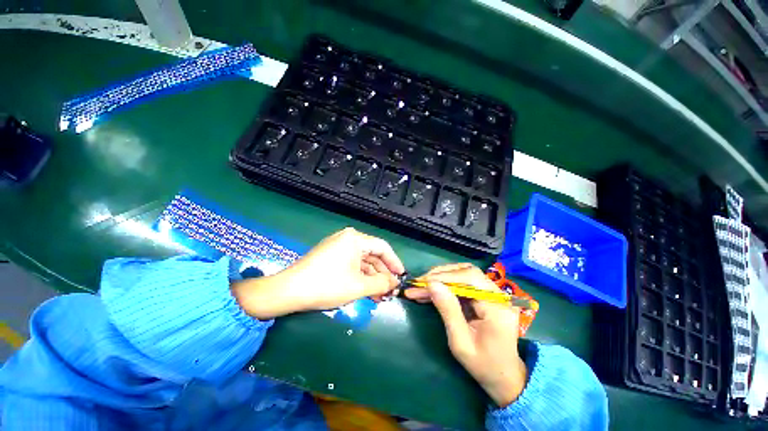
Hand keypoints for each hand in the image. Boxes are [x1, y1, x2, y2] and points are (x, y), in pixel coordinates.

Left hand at [232, 228, 404, 318]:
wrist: (288, 291)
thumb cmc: (327, 285)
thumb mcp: (359, 286)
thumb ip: (381, 283)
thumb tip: (395, 283)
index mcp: (355, 239)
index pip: (382, 247)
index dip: (394, 262)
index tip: (401, 276)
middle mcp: (347, 238)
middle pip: (372, 255)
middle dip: (382, 274)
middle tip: (390, 290)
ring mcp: (337, 247)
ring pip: (362, 262)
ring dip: (372, 278)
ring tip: (380, 296)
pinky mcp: (330, 256)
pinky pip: (351, 265)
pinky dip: (360, 277)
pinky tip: (366, 291)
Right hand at [405, 263, 526, 407]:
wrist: (503, 376)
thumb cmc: (483, 365)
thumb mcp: (460, 342)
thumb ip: (448, 310)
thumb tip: (432, 284)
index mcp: (497, 308)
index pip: (470, 279)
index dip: (445, 277)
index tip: (423, 282)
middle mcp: (498, 296)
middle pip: (468, 272)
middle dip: (441, 275)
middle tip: (419, 282)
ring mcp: (494, 294)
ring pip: (465, 274)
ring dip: (442, 277)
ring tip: (423, 284)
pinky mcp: (487, 295)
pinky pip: (465, 283)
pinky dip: (447, 284)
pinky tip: (432, 290)